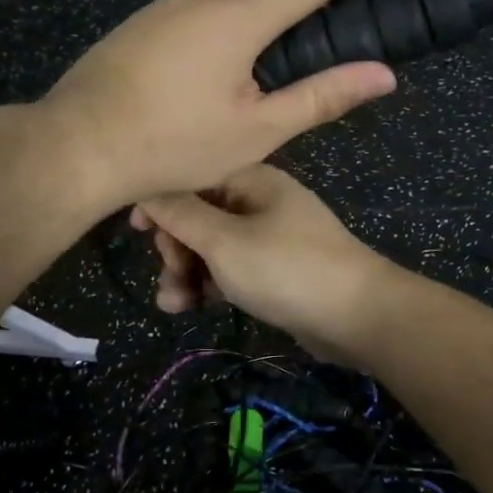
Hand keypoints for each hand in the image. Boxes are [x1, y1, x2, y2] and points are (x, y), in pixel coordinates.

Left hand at [38, 0, 397, 208]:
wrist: (79, 145)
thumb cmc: (176, 143)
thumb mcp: (258, 130)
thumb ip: (321, 97)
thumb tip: (384, 74)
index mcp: (239, 19)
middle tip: (296, 35)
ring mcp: (163, 7)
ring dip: (247, 0)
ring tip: (250, 60)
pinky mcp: (138, 24)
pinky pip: (190, 2)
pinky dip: (214, 16)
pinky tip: (203, 69)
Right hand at [131, 164, 394, 362]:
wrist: (357, 315)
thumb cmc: (286, 269)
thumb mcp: (224, 241)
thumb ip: (180, 214)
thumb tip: (146, 186)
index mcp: (251, 179)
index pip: (192, 177)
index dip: (160, 201)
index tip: (135, 230)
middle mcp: (259, 202)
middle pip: (199, 215)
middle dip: (175, 247)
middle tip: (170, 274)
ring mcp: (270, 237)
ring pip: (212, 247)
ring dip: (188, 272)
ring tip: (174, 304)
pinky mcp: (275, 270)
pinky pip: (232, 269)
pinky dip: (211, 285)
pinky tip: (194, 307)